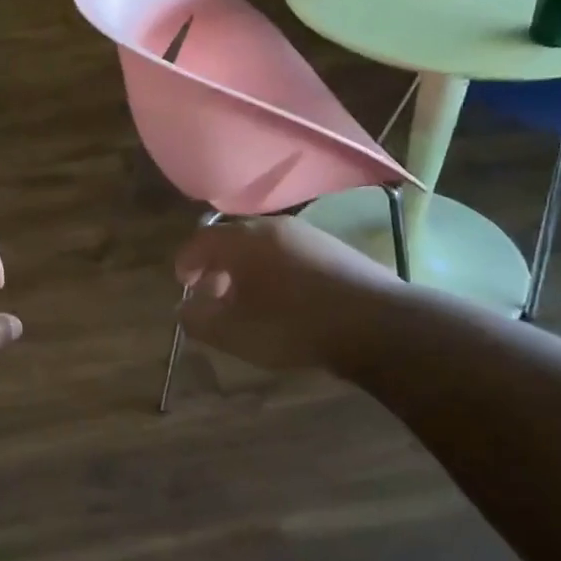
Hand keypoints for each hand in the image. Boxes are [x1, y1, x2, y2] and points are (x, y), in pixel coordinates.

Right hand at [175, 215, 405, 375]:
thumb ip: (198, 319)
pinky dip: (277, 272)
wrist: (377, 325)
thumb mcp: (233, 333)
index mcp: (242, 240)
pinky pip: (292, 255)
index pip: (200, 241)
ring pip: (264, 247)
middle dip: (217, 266)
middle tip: (214, 295)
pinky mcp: (336, 250)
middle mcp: (273, 227)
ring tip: (250, 302)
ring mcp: (308, 235)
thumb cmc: (292, 325)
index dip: (186, 262)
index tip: (183, 284)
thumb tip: (184, 309)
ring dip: (248, 270)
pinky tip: (287, 301)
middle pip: (233, 240)